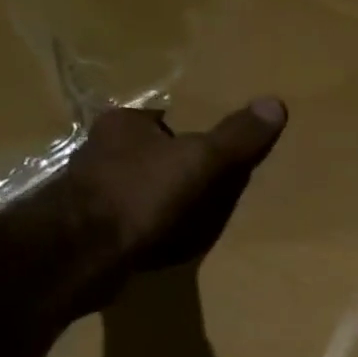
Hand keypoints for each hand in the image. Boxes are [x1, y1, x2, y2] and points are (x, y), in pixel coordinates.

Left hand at [23, 100, 286, 312]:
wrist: (82, 252)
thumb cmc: (139, 193)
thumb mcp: (199, 160)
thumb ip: (236, 137)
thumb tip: (275, 104)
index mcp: (123, 123)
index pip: (166, 119)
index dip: (195, 132)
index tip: (220, 149)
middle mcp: (102, 151)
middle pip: (154, 153)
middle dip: (180, 168)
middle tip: (217, 184)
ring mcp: (94, 192)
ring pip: (142, 189)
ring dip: (165, 201)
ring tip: (200, 216)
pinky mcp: (93, 228)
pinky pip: (134, 222)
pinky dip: (153, 229)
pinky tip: (171, 242)